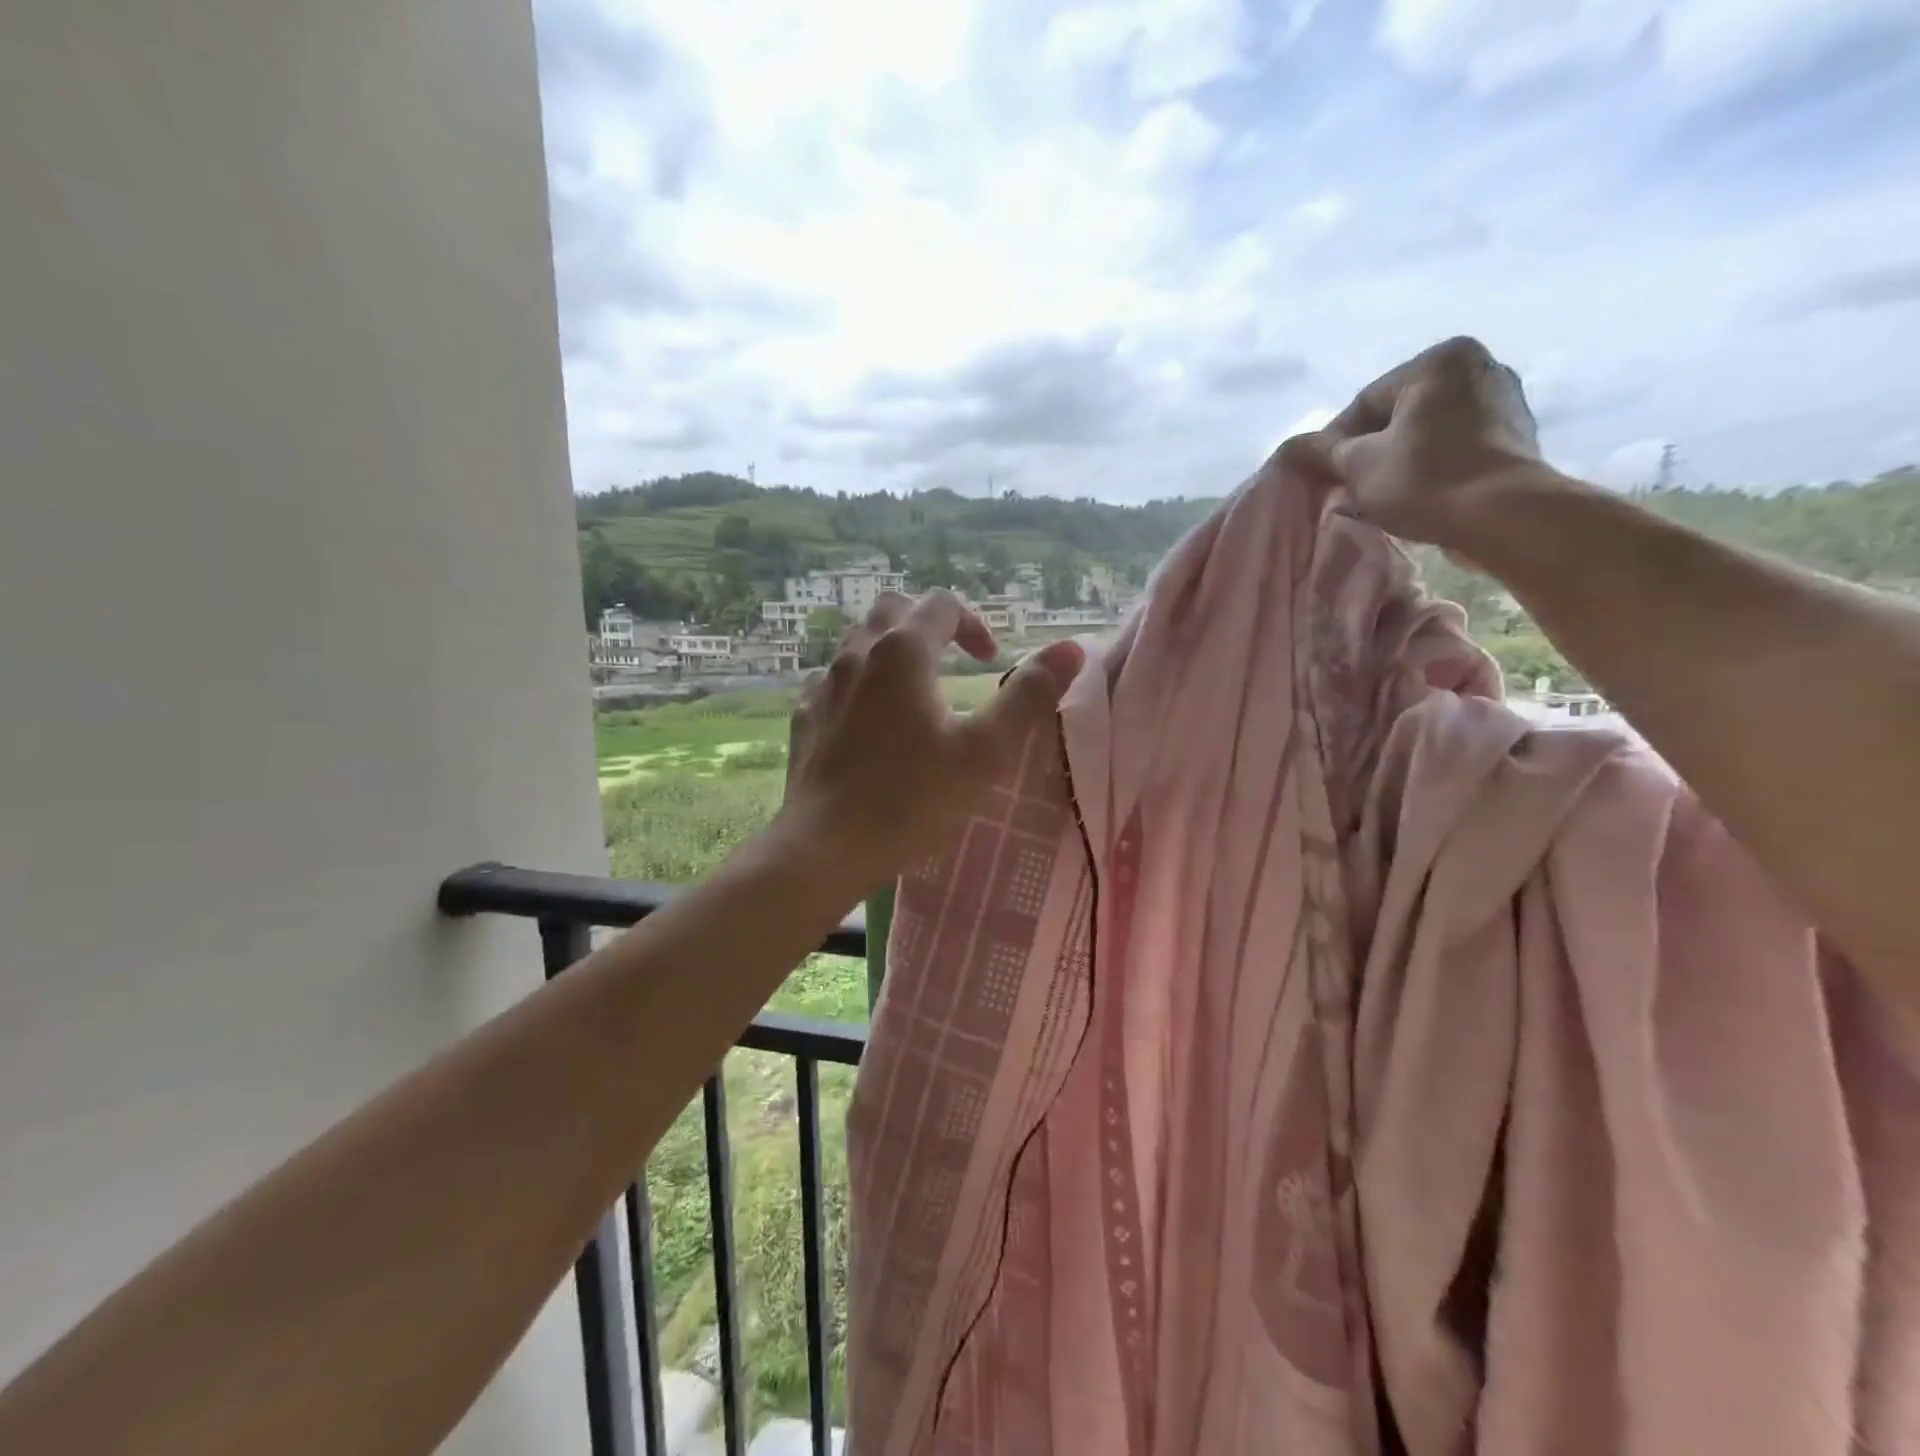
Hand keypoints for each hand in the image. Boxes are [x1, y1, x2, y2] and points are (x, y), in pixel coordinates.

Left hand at [780, 591, 1085, 891]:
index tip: (991, 662)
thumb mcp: (985, 751)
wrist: (826, 848)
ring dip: (891, 650)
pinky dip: (859, 683)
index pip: (942, 606)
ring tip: (914, 689)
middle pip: (893, 609)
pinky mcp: (805, 717)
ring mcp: (824, 685)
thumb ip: (1028, 696)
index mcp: (903, 652)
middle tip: (952, 659)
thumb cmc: (912, 799)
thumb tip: (1071, 648)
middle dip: (928, 623)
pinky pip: (833, 680)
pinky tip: (869, 720)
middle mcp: (858, 655)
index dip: (974, 625)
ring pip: (858, 642)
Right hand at [1319, 336, 1549, 550]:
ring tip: (1381, 492)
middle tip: (1348, 485)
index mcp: (1438, 360)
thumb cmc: (1423, 479)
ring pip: (1429, 429)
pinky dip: (1433, 463)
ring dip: (1401, 456)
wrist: (1502, 515)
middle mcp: (1478, 366)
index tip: (1322, 474)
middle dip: (1371, 447)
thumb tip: (1292, 447)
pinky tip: (1418, 491)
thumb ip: (1323, 451)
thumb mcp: (1357, 464)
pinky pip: (1457, 444)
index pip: (1365, 401)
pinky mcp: (1516, 434)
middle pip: (1399, 413)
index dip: (1335, 441)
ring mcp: (1504, 399)